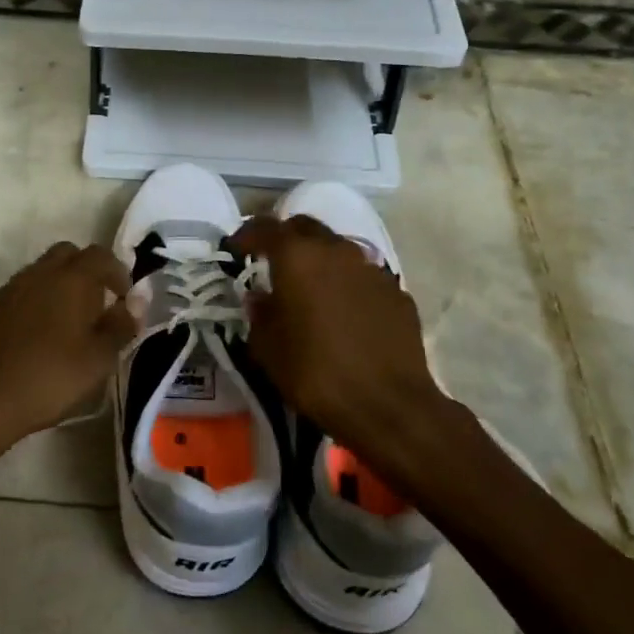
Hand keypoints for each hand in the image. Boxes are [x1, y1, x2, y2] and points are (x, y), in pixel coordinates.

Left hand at [0, 241, 137, 459]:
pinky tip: (36, 334)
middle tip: (97, 304)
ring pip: (40, 271)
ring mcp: (10, 288)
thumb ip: (121, 326)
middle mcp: (39, 272)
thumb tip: (133, 304)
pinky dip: (34, 301)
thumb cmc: (52, 377)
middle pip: (67, 254)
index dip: (117, 272)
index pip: (100, 255)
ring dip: (58, 285)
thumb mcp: (100, 358)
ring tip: (68, 322)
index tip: (124, 298)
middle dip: (86, 271)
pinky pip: (19, 292)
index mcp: (72, 278)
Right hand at [232, 215, 446, 454]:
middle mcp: (336, 251)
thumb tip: (260, 297)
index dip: (246, 235)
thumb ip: (259, 313)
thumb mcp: (267, 348)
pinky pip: (363, 277)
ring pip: (338, 250)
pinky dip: (347, 285)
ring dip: (320, 261)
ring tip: (310, 290)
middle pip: (305, 228)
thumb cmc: (315, 373)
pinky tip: (344, 313)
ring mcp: (372, 269)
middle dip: (285, 239)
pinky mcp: (397, 293)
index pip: (265, 227)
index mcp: (298, 257)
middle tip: (272, 263)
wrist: (388, 406)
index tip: (235, 250)